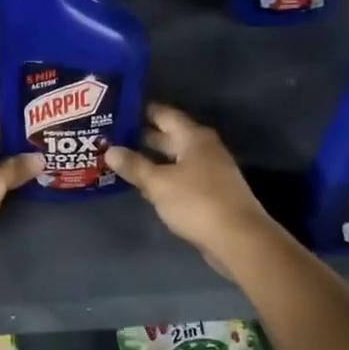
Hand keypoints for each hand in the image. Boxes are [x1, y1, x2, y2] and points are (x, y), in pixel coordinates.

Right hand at [104, 104, 279, 264]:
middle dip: (140, 137)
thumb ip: (134, 166)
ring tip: (119, 159)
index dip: (140, 111)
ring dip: (150, 160)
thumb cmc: (197, 202)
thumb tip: (110, 150)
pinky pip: (180, 177)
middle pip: (168, 136)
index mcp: (193, 137)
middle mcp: (203, 148)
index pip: (163, 114)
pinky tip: (143, 185)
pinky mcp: (209, 193)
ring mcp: (209, 171)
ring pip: (173, 159)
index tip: (116, 110)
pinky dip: (162, 178)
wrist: (238, 239)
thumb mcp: (159, 183)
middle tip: (109, 137)